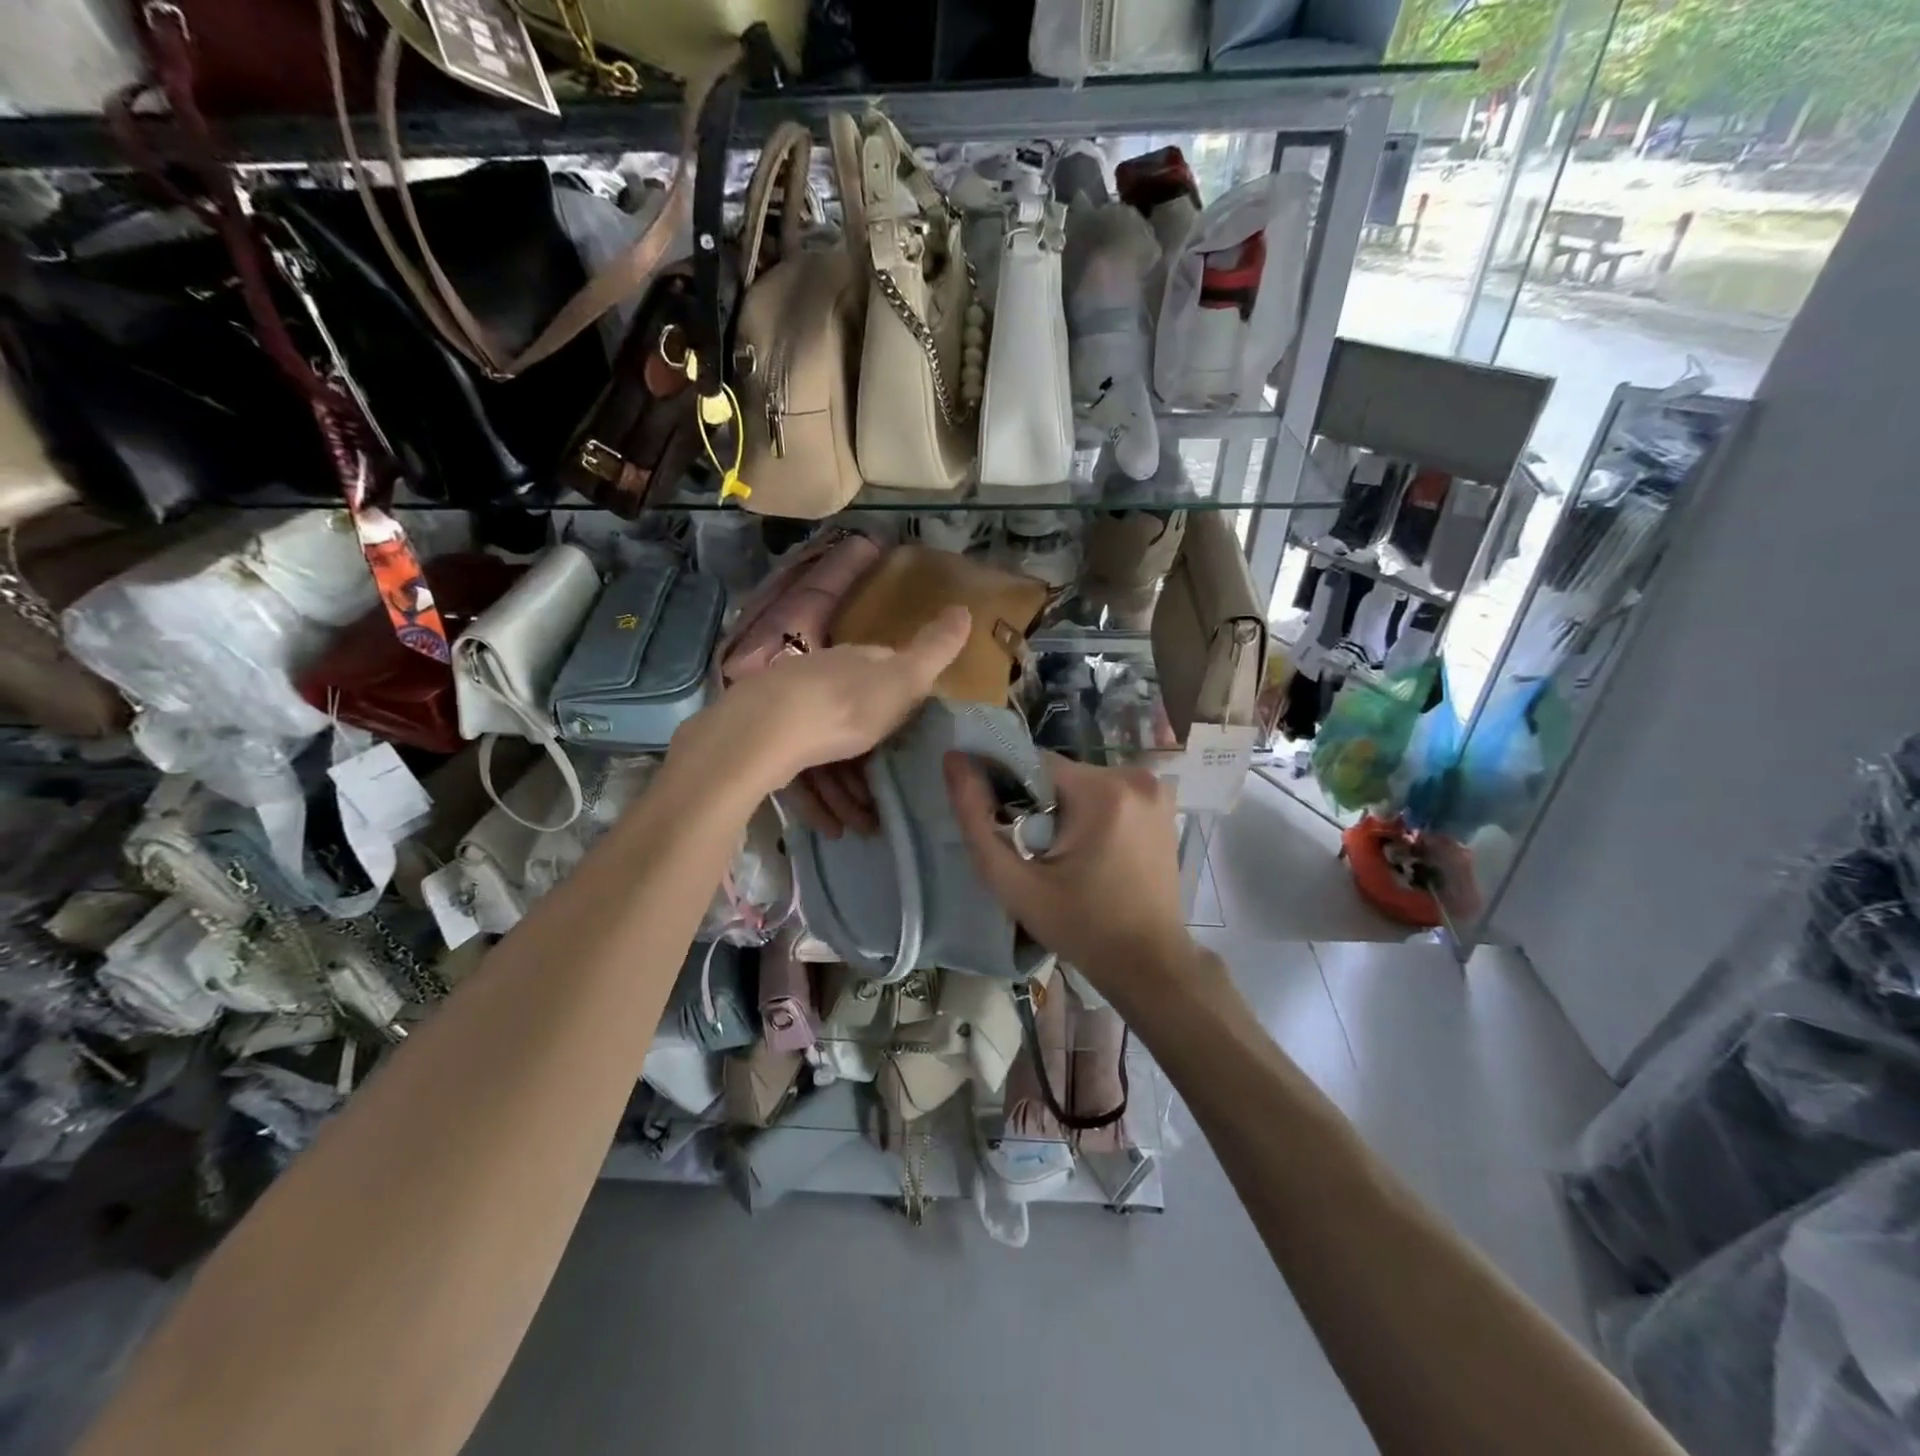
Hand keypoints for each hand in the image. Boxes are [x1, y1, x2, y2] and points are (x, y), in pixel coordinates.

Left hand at [674, 606, 970, 821]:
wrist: (764, 733)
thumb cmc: (845, 706)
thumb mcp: (903, 680)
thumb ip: (935, 651)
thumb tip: (966, 608)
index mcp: (854, 663)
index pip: (883, 674)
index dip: (902, 706)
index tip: (914, 741)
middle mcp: (820, 681)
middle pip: (855, 724)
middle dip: (874, 765)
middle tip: (887, 801)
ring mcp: (789, 712)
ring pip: (827, 756)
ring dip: (848, 794)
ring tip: (863, 827)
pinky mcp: (764, 745)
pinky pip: (800, 776)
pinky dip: (820, 802)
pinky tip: (831, 827)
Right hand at [946, 751, 1202, 1002]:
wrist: (1148, 964)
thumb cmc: (1080, 928)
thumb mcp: (1015, 883)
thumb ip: (977, 820)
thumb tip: (953, 760)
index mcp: (1103, 790)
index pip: (1034, 763)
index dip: (1010, 792)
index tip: (1008, 831)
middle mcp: (1135, 776)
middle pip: (1059, 774)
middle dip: (1039, 805)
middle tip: (1036, 853)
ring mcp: (1154, 789)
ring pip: (1081, 783)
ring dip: (1064, 809)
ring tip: (1063, 857)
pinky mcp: (1162, 804)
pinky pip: (1107, 794)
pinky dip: (1091, 814)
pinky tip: (1091, 853)